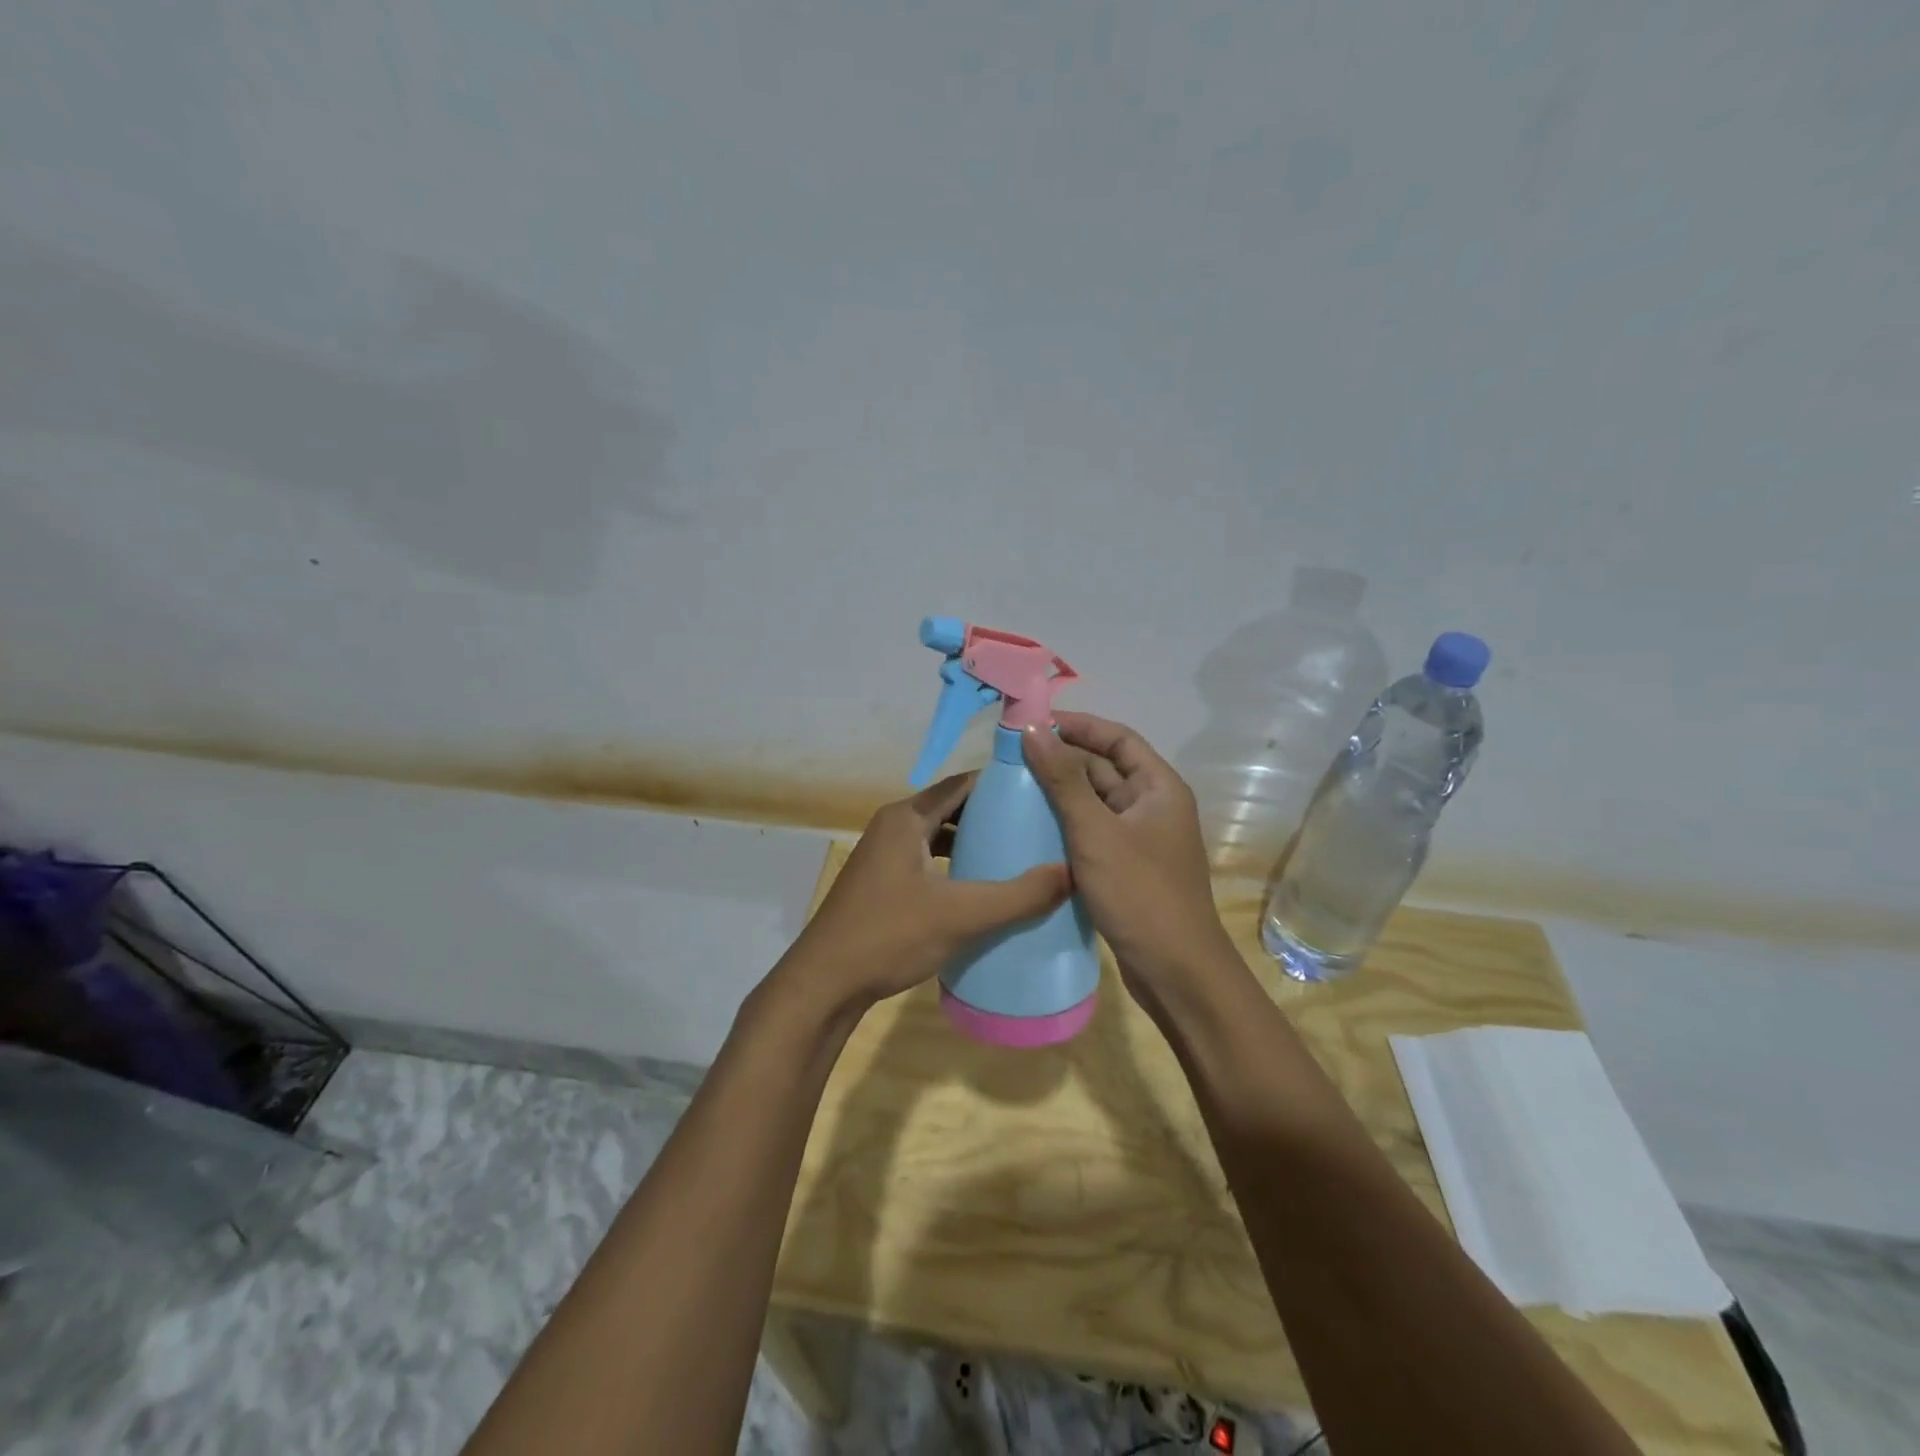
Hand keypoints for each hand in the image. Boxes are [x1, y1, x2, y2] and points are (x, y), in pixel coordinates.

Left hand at [780, 772, 1070, 1015]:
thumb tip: (1071, 873)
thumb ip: (1018, 895)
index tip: (1041, 792)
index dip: (1000, 784)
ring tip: (1017, 854)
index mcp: (905, 818)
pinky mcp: (883, 882)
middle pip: (951, 808)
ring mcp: (884, 855)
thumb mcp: (961, 914)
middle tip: (1037, 825)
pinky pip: (928, 860)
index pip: (962, 784)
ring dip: (973, 842)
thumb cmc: (889, 936)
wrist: (824, 983)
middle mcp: (893, 826)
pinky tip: (980, 887)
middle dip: (991, 815)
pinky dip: (954, 865)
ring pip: (938, 836)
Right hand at [1023, 713, 1240, 1003]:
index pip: (1117, 738)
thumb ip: (1064, 780)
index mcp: (1159, 788)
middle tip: (1012, 757)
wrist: (1176, 972)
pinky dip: (1066, 824)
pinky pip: (1093, 832)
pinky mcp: (1127, 867)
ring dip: (1061, 793)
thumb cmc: (1140, 894)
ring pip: (1096, 802)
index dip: (1078, 725)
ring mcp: (1140, 839)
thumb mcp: (1096, 832)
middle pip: (1105, 768)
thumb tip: (1032, 729)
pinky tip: (1032, 828)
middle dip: (1062, 759)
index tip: (1033, 723)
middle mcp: (1153, 806)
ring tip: (1013, 787)